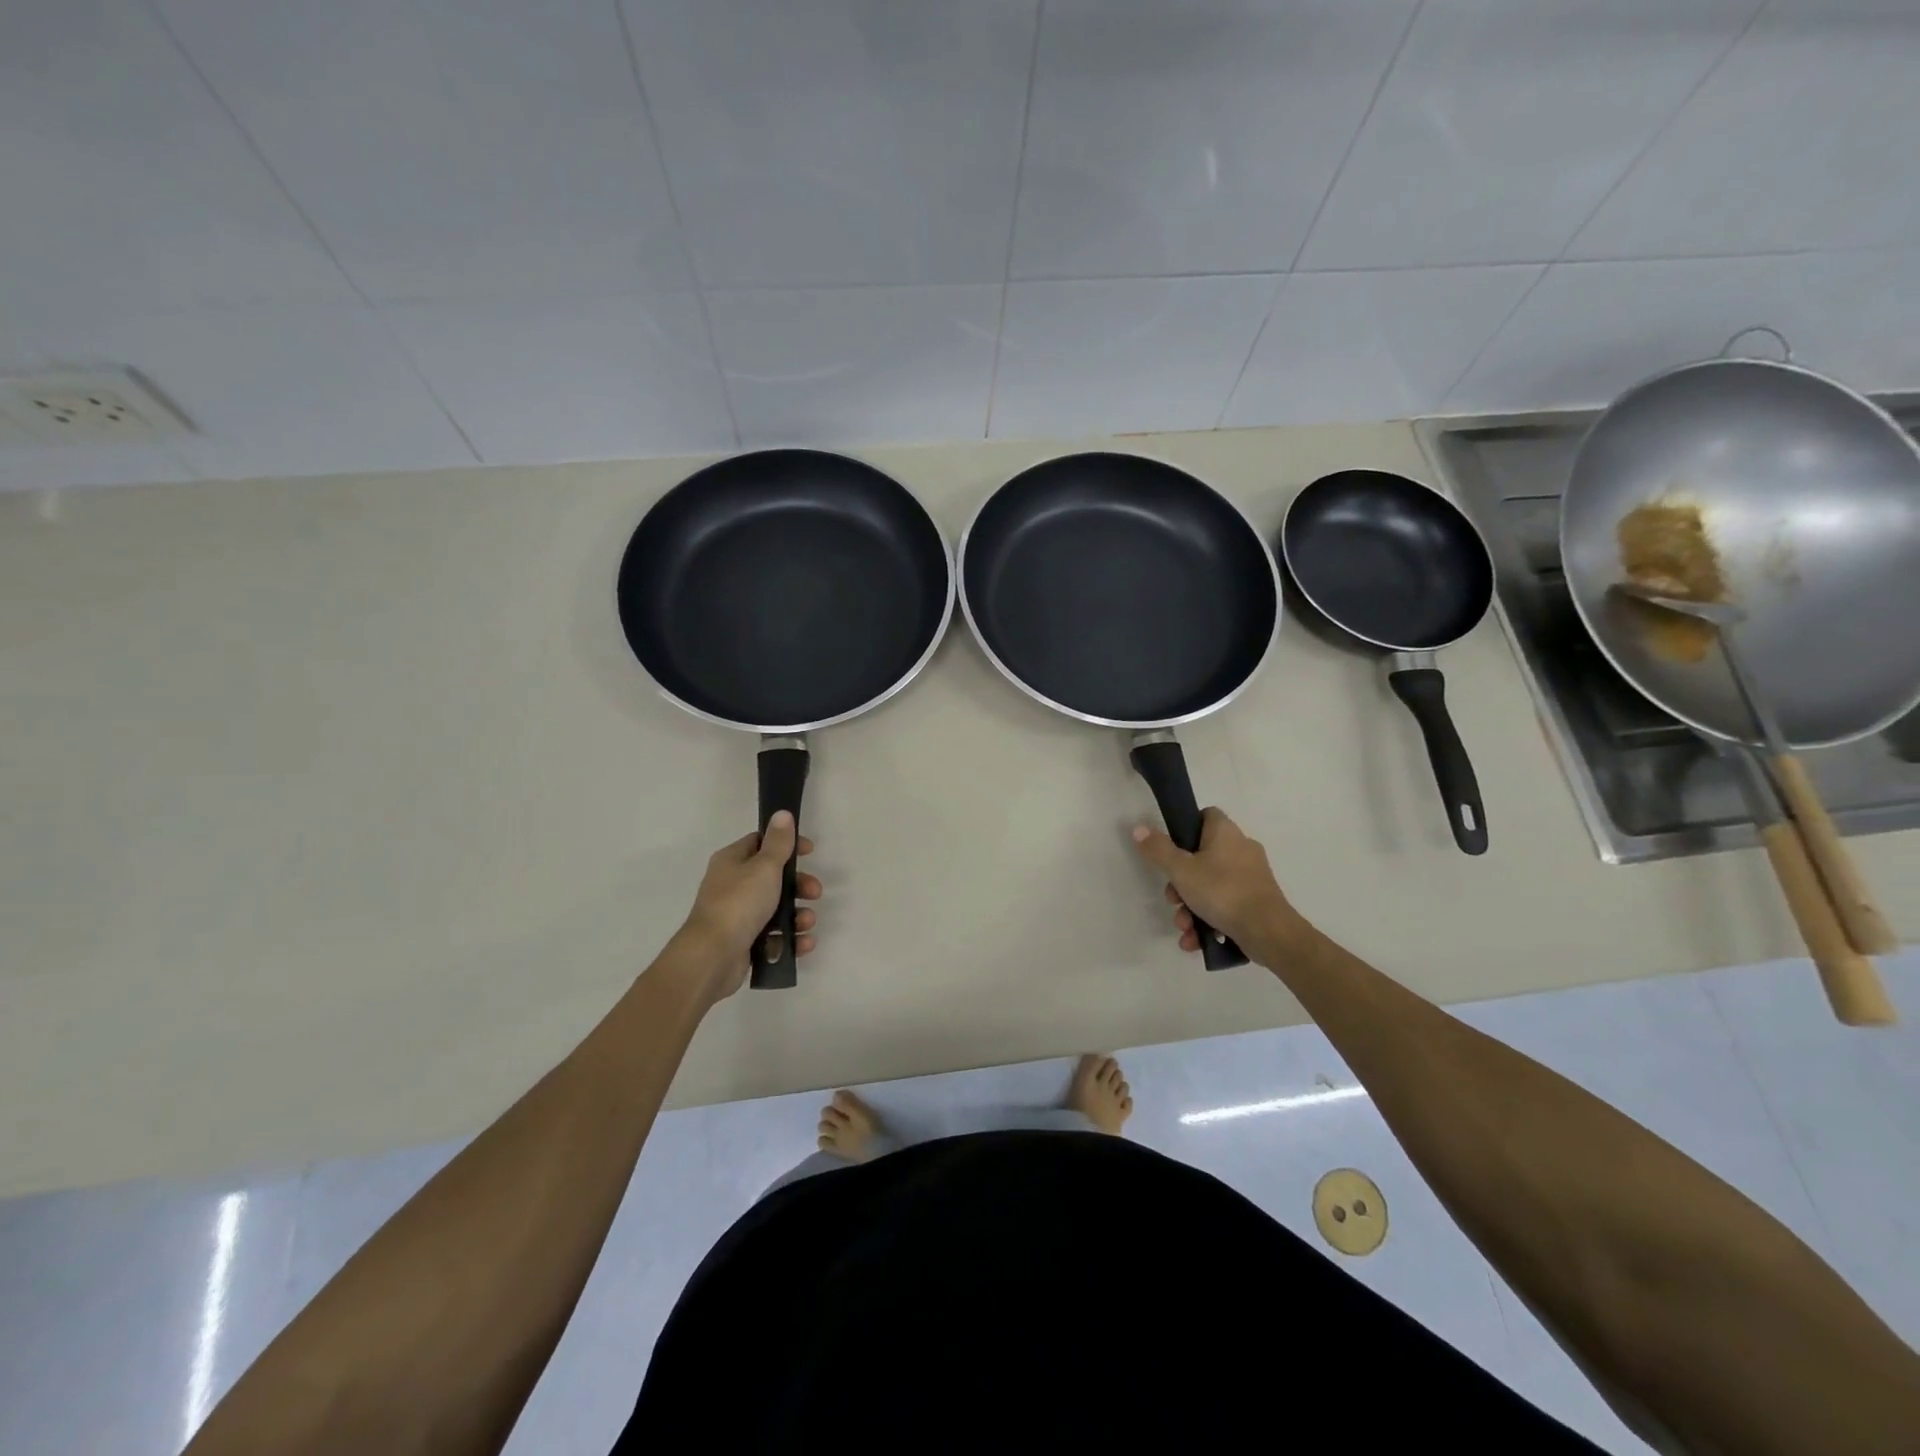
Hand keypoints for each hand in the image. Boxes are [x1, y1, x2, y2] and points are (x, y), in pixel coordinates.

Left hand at [672, 812, 820, 1001]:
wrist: (712, 957)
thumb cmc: (739, 903)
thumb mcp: (764, 867)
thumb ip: (778, 842)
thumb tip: (782, 813)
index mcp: (732, 861)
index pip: (761, 843)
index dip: (787, 845)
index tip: (810, 852)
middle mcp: (732, 885)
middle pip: (773, 878)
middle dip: (799, 885)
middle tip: (815, 892)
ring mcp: (737, 915)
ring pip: (775, 909)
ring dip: (797, 914)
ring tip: (808, 923)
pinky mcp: (743, 942)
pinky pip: (773, 936)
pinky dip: (790, 939)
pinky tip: (804, 943)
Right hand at [1131, 807, 1303, 957]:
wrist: (1268, 932)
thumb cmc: (1222, 891)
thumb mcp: (1181, 870)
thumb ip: (1158, 850)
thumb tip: (1138, 828)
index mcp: (1226, 833)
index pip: (1205, 815)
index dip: (1185, 828)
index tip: (1170, 849)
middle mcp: (1241, 849)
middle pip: (1201, 857)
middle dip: (1181, 884)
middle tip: (1173, 900)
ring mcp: (1251, 876)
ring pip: (1211, 885)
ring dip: (1192, 908)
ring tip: (1184, 928)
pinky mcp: (1257, 901)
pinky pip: (1225, 904)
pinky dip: (1209, 920)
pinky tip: (1196, 941)